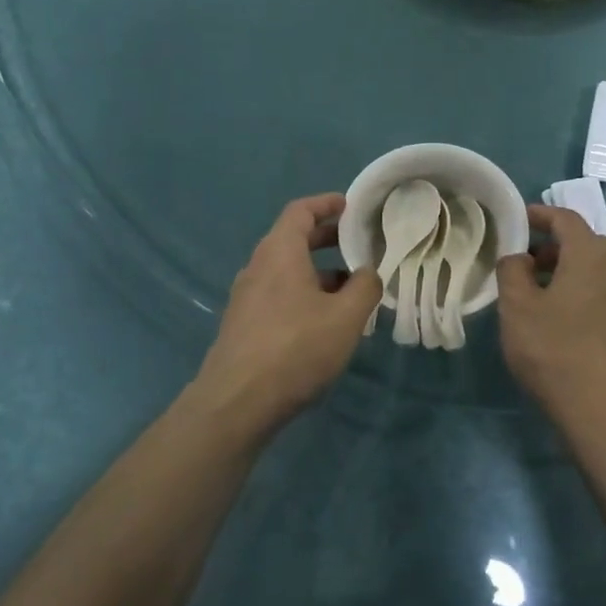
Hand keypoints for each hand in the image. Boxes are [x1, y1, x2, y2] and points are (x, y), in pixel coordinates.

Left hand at [195, 194, 381, 430]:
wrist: (237, 401)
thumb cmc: (296, 348)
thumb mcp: (346, 318)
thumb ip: (365, 288)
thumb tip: (368, 273)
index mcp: (279, 252)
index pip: (300, 211)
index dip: (326, 204)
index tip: (350, 207)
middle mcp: (258, 267)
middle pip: (292, 239)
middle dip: (326, 239)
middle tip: (358, 246)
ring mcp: (246, 297)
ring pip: (286, 271)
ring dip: (318, 273)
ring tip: (350, 291)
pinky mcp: (243, 324)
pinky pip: (278, 295)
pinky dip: (303, 295)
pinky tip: (324, 322)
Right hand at [497, 205, 605, 426]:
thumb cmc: (555, 350)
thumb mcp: (517, 307)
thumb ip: (512, 271)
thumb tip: (519, 256)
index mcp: (590, 255)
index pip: (566, 218)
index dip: (540, 214)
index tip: (516, 220)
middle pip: (584, 243)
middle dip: (552, 245)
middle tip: (522, 260)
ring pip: (594, 270)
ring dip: (565, 270)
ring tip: (534, 291)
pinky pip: (601, 294)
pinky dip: (578, 292)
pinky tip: (557, 319)